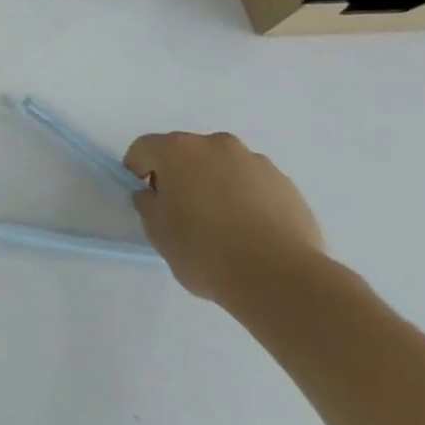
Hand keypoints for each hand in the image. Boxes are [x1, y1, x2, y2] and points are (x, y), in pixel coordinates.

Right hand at [124, 131, 324, 309]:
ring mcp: (255, 162)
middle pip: (186, 153)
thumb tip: (154, 195)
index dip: (137, 170)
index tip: (145, 197)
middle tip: (181, 211)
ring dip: (215, 184)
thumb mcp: (157, 232)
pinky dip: (247, 198)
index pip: (144, 148)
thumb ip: (148, 205)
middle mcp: (215, 145)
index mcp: (177, 150)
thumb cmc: (205, 251)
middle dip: (179, 175)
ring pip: (223, 167)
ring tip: (223, 224)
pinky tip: (251, 231)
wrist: (281, 279)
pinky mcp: (287, 184)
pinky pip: (254, 184)